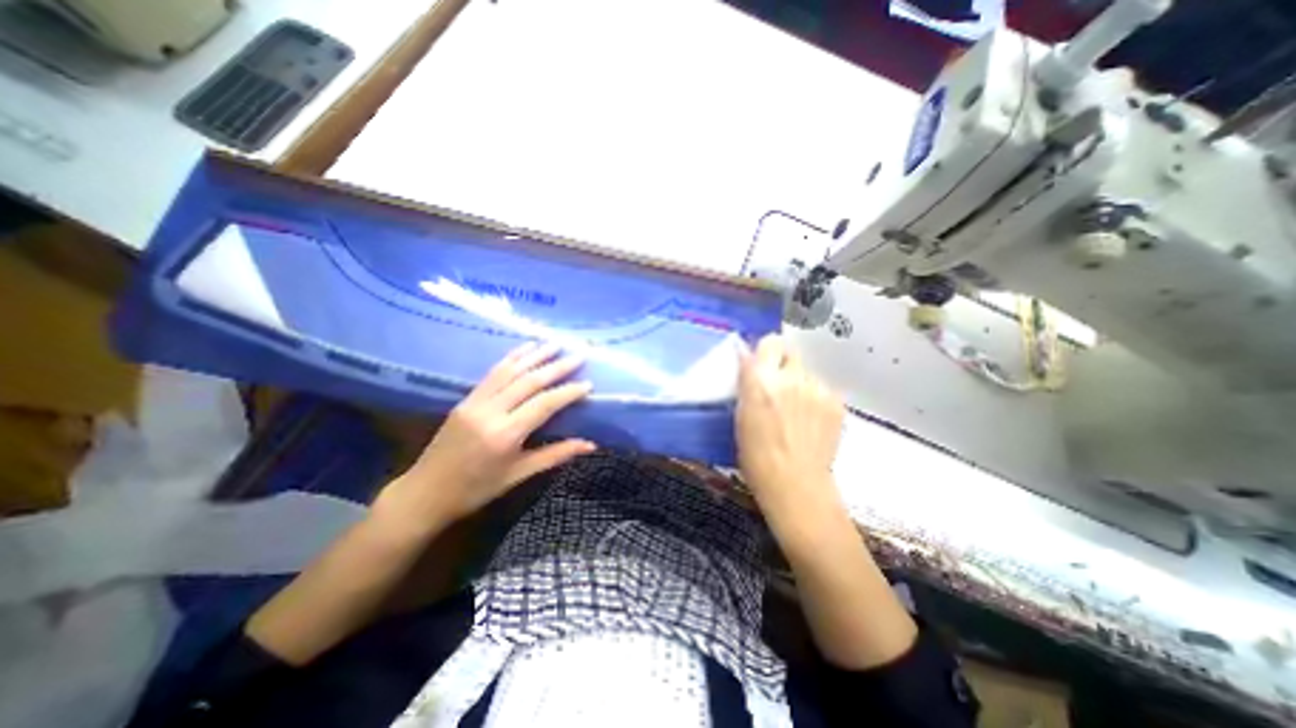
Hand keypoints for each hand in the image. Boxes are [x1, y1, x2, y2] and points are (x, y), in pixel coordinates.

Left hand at [376, 343, 596, 530]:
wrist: (424, 494)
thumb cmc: (476, 490)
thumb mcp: (518, 475)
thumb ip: (555, 455)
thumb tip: (590, 444)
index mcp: (505, 435)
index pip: (544, 404)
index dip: (568, 392)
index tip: (588, 383)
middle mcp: (490, 412)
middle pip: (529, 382)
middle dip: (557, 367)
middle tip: (579, 355)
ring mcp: (475, 402)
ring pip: (510, 371)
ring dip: (536, 355)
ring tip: (556, 343)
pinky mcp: (466, 399)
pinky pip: (493, 373)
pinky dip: (512, 357)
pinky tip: (526, 347)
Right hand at [732, 336, 847, 529]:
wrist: (797, 485)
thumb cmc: (756, 456)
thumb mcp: (741, 416)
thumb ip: (748, 384)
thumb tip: (749, 362)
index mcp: (760, 380)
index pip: (769, 342)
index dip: (766, 351)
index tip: (762, 364)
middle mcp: (790, 377)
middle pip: (790, 352)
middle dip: (782, 364)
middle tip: (778, 385)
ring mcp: (817, 389)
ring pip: (807, 372)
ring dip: (799, 383)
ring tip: (797, 410)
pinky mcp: (836, 402)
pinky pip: (822, 389)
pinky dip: (815, 399)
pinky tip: (812, 421)